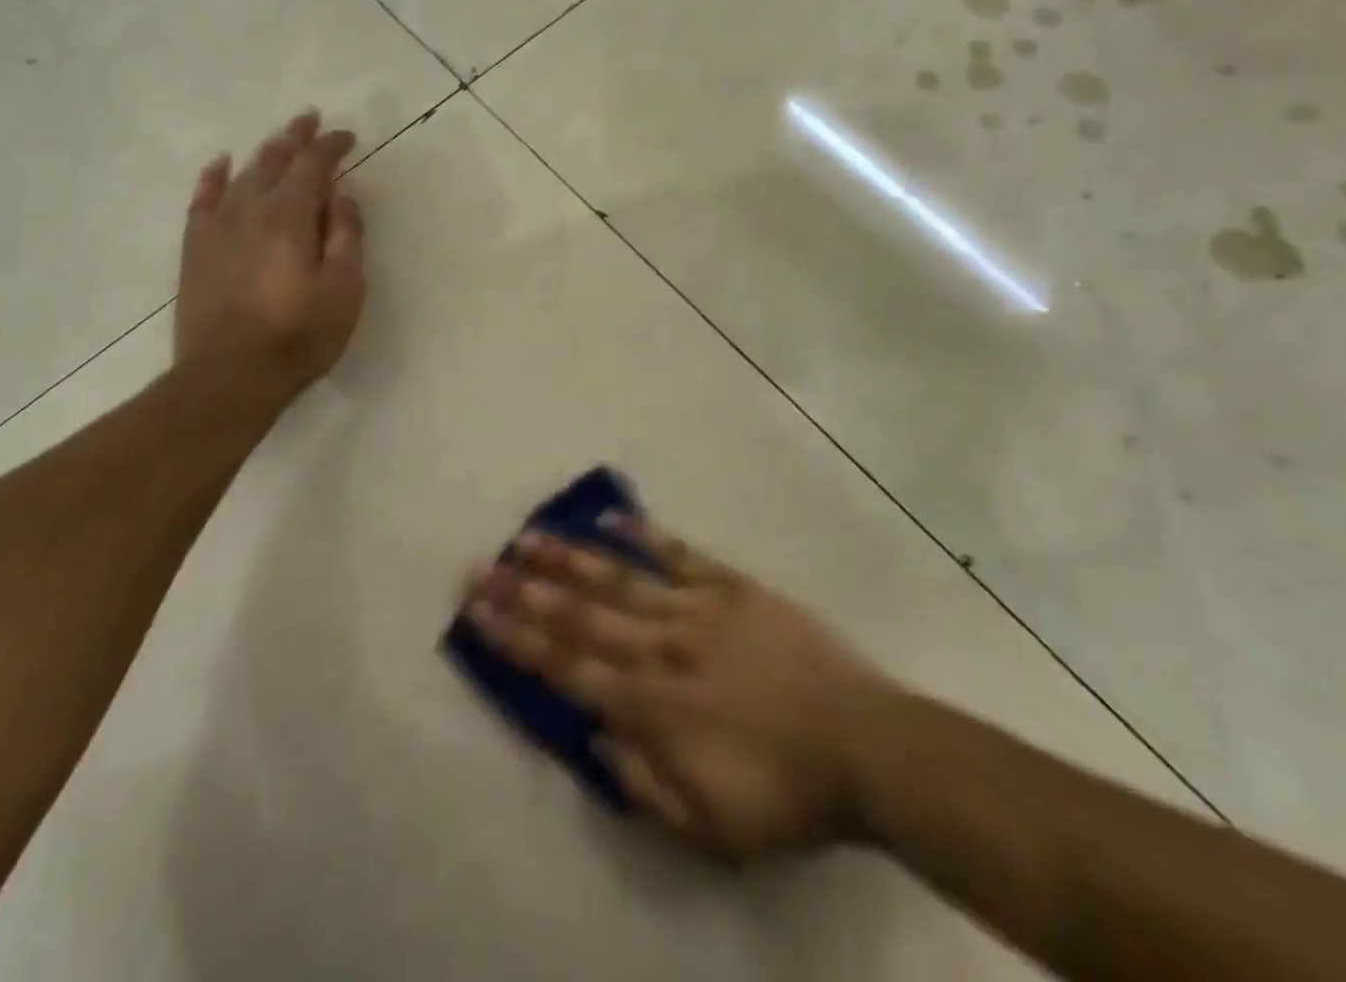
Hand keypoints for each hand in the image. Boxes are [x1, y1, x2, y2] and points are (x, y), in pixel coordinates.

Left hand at [175, 109, 365, 394]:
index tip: (346, 136)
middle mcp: (250, 210)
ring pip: (241, 175)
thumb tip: (340, 194)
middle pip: (274, 161)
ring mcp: (217, 228)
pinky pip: (202, 200)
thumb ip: (345, 235)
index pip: (313, 166)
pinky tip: (221, 164)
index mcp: (290, 217)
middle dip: (295, 138)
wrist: (230, 376)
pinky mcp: (195, 249)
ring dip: (263, 153)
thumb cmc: (300, 335)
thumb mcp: (344, 289)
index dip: (331, 146)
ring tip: (279, 139)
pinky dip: (213, 177)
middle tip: (310, 119)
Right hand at [465, 521, 900, 859]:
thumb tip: (596, 737)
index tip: (478, 614)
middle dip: (525, 592)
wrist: (867, 745)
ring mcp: (697, 610)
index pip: (567, 668)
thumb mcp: (711, 829)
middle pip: (580, 615)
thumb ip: (645, 784)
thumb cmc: (786, 796)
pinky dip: (645, 533)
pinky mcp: (732, 587)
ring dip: (569, 557)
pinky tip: (612, 515)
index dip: (517, 640)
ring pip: (619, 578)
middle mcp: (662, 649)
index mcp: (653, 708)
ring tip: (527, 535)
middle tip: (481, 567)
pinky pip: (680, 553)